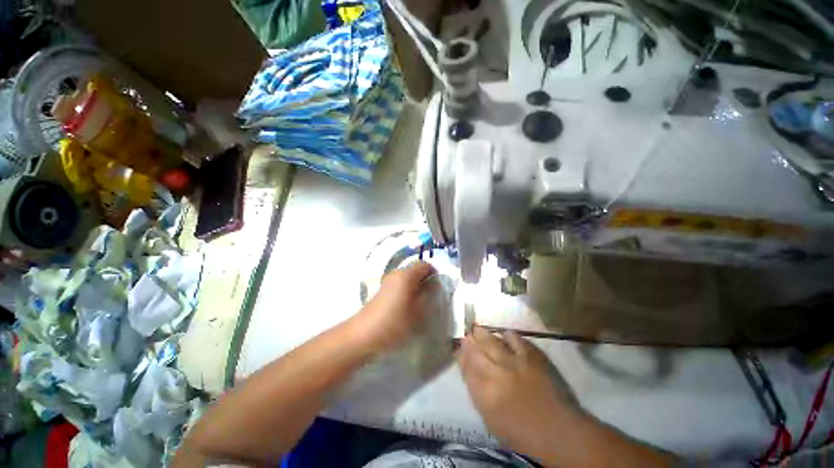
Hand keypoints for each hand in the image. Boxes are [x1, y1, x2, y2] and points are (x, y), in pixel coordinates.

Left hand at [352, 261, 436, 352]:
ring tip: (421, 301)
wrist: (364, 335)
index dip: (434, 273)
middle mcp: (397, 273)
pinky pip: (399, 283)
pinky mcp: (382, 289)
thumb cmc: (395, 322)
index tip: (439, 287)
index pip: (425, 264)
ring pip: (407, 277)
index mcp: (407, 275)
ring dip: (416, 285)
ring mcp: (388, 280)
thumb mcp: (418, 312)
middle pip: (415, 269)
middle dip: (425, 279)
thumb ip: (428, 296)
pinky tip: (407, 305)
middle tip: (432, 295)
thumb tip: (433, 286)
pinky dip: (406, 289)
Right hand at [459, 327, 577, 458]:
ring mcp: (514, 363)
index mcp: (485, 394)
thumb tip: (469, 372)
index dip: (461, 356)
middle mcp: (496, 374)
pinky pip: (515, 339)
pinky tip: (504, 334)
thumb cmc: (522, 433)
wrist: (558, 431)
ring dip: (483, 334)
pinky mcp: (531, 357)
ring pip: (492, 342)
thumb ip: (477, 393)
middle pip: (477, 352)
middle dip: (469, 342)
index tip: (459, 348)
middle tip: (467, 335)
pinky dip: (508, 335)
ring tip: (477, 329)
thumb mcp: (491, 420)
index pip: (467, 368)